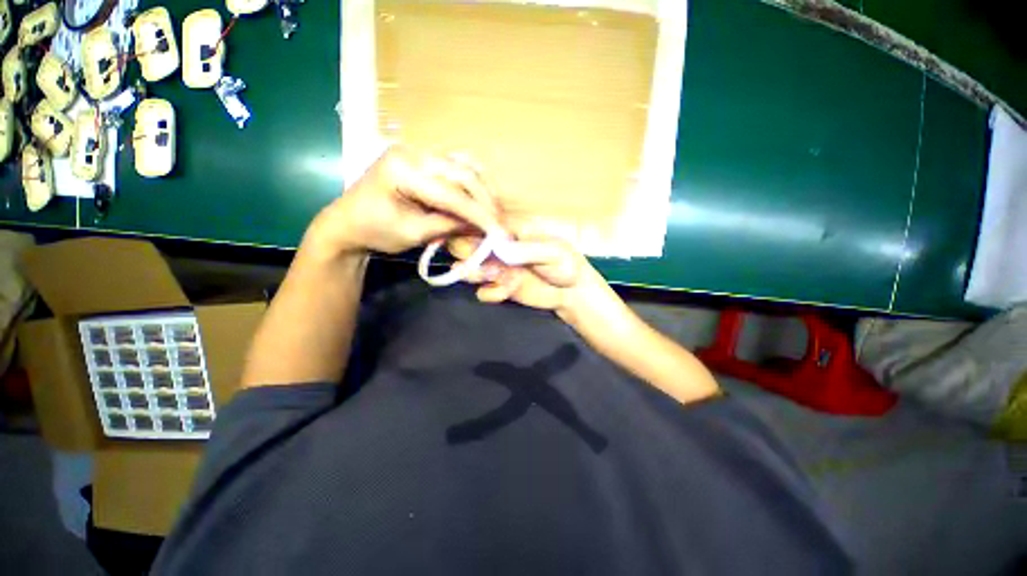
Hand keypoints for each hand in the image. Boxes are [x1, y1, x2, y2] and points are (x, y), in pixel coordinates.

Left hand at [308, 146, 501, 255]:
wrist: (347, 223)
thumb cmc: (374, 231)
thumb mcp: (413, 233)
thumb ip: (448, 226)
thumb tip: (481, 226)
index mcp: (403, 168)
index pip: (452, 192)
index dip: (479, 214)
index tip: (499, 232)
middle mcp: (413, 152)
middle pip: (463, 173)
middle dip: (485, 201)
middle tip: (500, 224)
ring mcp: (419, 153)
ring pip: (464, 167)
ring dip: (483, 191)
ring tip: (494, 214)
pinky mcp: (424, 161)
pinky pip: (457, 168)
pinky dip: (473, 185)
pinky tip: (481, 200)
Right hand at [448, 230, 614, 320]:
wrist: (573, 292)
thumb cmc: (566, 264)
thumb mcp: (552, 252)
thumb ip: (526, 249)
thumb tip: (498, 247)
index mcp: (510, 231)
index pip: (480, 224)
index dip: (470, 230)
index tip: (475, 241)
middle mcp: (499, 248)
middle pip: (465, 245)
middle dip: (469, 254)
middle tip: (486, 263)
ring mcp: (498, 268)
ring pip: (468, 268)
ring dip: (476, 274)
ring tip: (498, 277)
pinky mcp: (500, 288)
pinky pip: (482, 291)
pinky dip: (489, 293)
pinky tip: (505, 292)